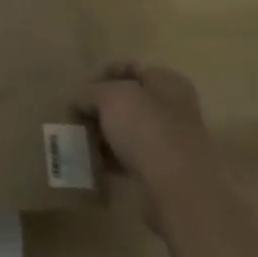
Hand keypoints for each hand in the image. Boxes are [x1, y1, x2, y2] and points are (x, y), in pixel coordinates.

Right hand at [79, 63, 216, 221]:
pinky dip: (114, 159)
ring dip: (105, 135)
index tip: (78, 90)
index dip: (100, 74)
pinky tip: (96, 164)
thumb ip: (91, 93)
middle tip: (77, 118)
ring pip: (129, 130)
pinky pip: (133, 157)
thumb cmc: (146, 129)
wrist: (179, 189)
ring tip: (82, 142)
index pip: (128, 67)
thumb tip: (80, 102)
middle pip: (129, 100)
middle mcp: (174, 106)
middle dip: (101, 108)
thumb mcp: (110, 97)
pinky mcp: (166, 170)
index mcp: (167, 80)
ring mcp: (172, 140)